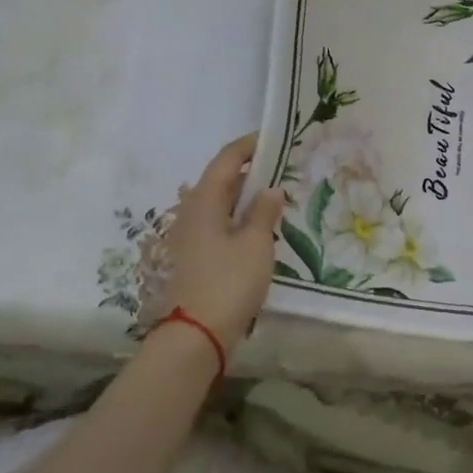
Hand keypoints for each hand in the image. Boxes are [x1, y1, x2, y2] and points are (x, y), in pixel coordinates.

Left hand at [158, 134, 286, 350]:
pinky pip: (219, 224)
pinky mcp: (195, 256)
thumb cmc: (228, 282)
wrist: (195, 334)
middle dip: (250, 171)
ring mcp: (190, 236)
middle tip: (282, 168)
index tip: (274, 138)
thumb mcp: (256, 244)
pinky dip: (239, 218)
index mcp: (204, 201)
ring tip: (275, 196)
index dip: (249, 146)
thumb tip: (271, 189)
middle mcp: (192, 212)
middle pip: (221, 180)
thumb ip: (264, 212)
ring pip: (220, 204)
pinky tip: (259, 229)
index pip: (227, 160)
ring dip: (245, 197)